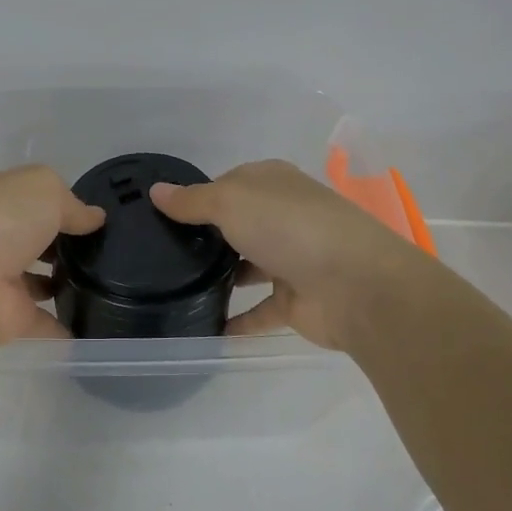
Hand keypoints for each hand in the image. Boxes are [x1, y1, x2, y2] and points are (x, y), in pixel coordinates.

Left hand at [0, 165, 105, 346]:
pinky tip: (95, 324)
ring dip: (62, 283)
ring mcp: (2, 280)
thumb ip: (72, 203)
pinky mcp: (11, 318)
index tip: (95, 217)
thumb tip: (94, 218)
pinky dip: (64, 326)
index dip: (61, 204)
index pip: (32, 199)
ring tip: (106, 284)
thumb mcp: (44, 189)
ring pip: (38, 282)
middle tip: (105, 250)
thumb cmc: (1, 220)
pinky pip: (44, 322)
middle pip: (35, 240)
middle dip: (63, 244)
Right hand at [151, 160, 419, 350]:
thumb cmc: (289, 228)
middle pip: (238, 224)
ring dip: (220, 277)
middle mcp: (283, 218)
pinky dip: (236, 320)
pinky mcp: (295, 301)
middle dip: (206, 237)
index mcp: (273, 184)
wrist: (355, 286)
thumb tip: (156, 191)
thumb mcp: (231, 202)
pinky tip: (203, 327)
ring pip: (247, 266)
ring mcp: (291, 260)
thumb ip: (193, 201)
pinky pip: (258, 311)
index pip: (228, 183)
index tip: (161, 214)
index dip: (197, 196)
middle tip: (159, 253)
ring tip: (174, 288)